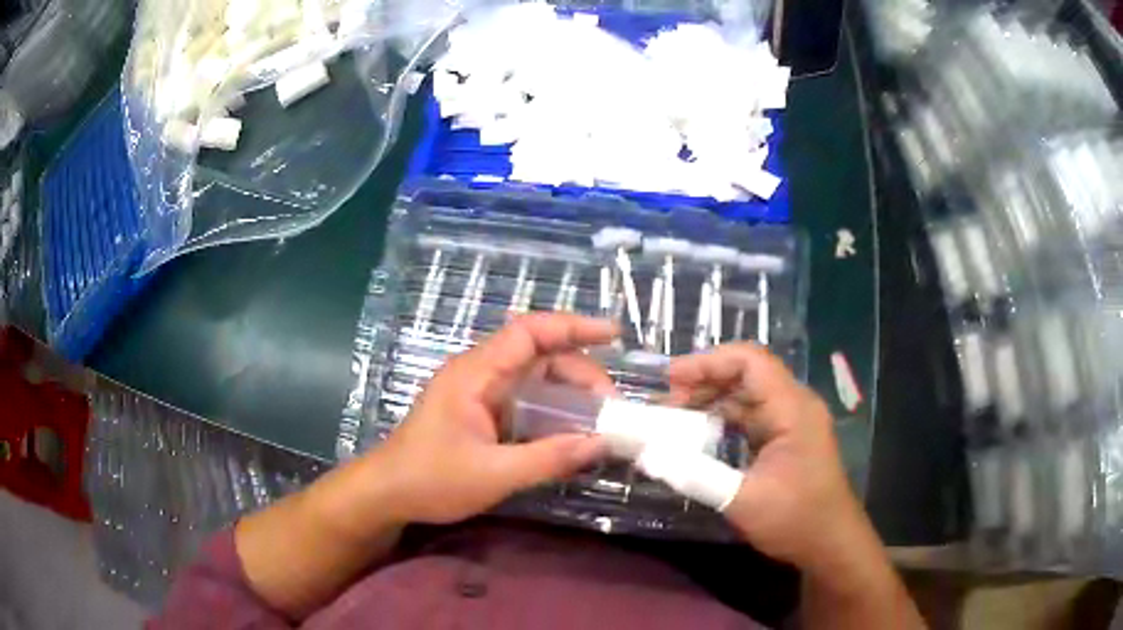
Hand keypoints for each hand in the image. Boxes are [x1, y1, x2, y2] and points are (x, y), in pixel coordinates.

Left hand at [372, 313, 616, 524]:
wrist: (386, 494)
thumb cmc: (430, 480)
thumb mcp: (493, 474)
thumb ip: (548, 459)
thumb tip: (600, 444)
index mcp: (476, 374)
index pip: (529, 332)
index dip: (573, 327)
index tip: (614, 335)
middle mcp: (479, 374)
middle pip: (538, 355)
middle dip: (579, 373)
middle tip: (610, 406)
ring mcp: (479, 394)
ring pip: (534, 379)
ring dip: (568, 394)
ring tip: (598, 420)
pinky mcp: (480, 414)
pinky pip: (524, 401)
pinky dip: (552, 412)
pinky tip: (570, 435)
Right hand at [666, 343, 865, 570]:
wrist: (831, 544)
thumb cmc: (795, 520)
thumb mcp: (742, 501)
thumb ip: (695, 475)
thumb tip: (649, 456)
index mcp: (792, 409)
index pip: (750, 361)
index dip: (708, 362)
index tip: (670, 379)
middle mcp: (795, 405)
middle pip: (747, 373)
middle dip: (705, 381)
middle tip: (668, 404)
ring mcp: (794, 421)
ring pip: (749, 394)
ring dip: (713, 400)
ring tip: (677, 418)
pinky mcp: (789, 438)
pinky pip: (754, 416)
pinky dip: (725, 419)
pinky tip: (702, 436)